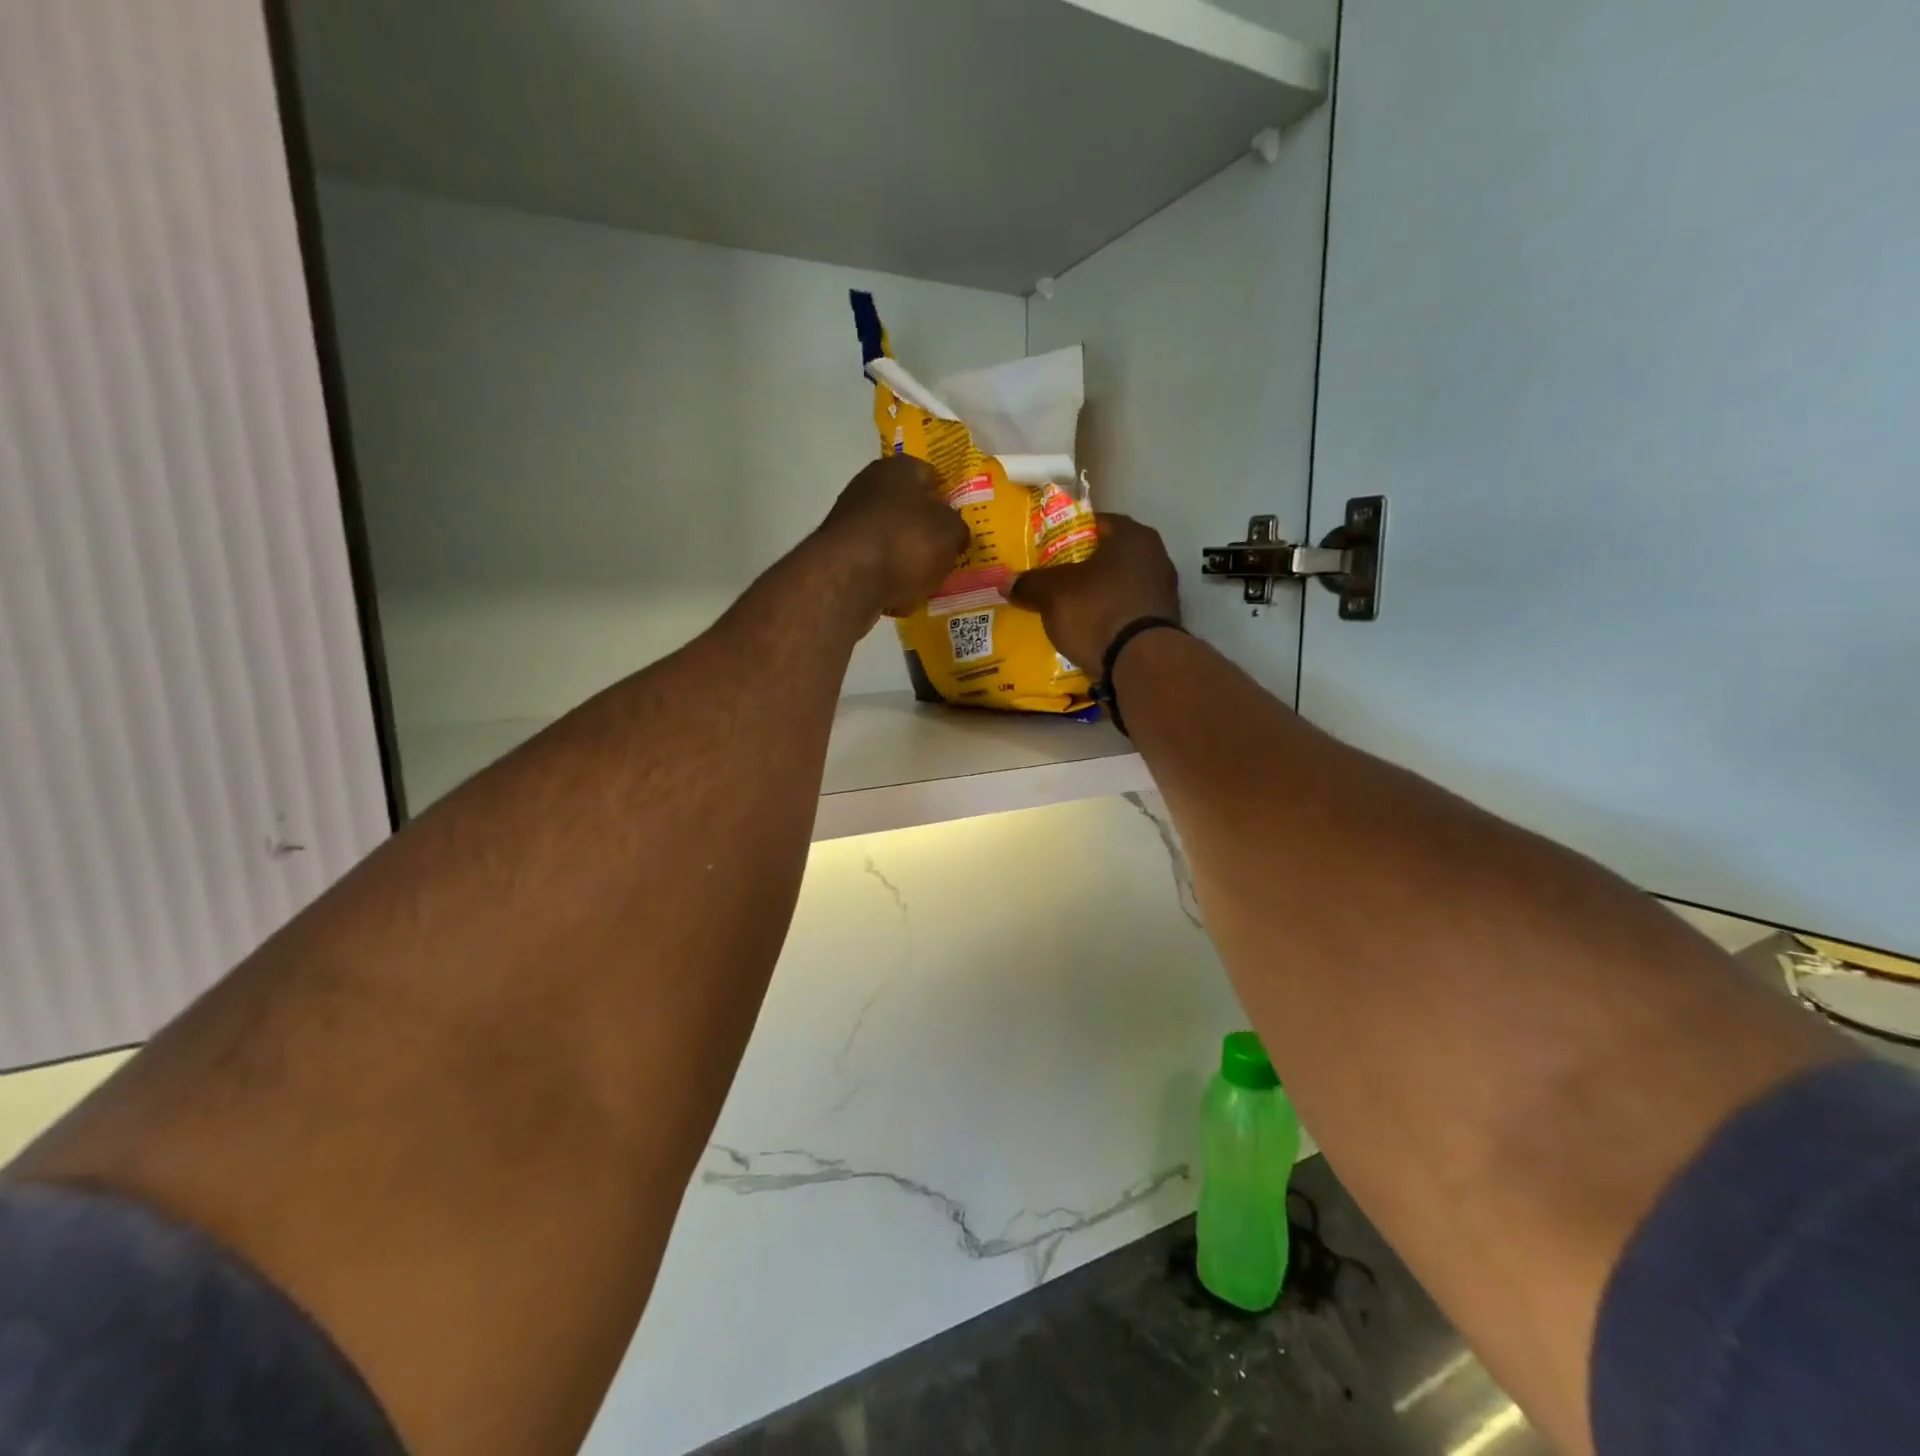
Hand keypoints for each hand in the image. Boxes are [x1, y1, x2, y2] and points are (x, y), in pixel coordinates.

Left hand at [817, 455, 969, 617]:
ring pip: (891, 539)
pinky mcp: (839, 556)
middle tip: (948, 552)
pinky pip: (874, 566)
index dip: (948, 497)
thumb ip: (958, 529)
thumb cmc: (907, 542)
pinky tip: (901, 597)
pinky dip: (887, 579)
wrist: (850, 579)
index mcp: (898, 469)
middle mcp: (869, 487)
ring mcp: (850, 522)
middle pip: (908, 509)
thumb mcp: (951, 532)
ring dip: (907, 558)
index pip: (930, 474)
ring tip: (928, 580)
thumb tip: (954, 533)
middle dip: (926, 530)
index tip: (961, 520)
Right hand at [1010, 514, 1180, 670]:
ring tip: (1068, 610)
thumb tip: (1005, 582)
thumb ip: (1030, 583)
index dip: (1068, 534)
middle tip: (1053, 580)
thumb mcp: (1053, 594)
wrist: (1142, 664)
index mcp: (1133, 536)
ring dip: (1097, 595)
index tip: (1047, 550)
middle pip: (1109, 556)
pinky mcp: (1164, 624)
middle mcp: (1156, 557)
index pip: (1096, 523)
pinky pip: (1128, 612)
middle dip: (1082, 567)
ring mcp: (1165, 592)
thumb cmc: (1098, 612)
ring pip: (1119, 586)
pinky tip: (1090, 632)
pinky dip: (1110, 618)